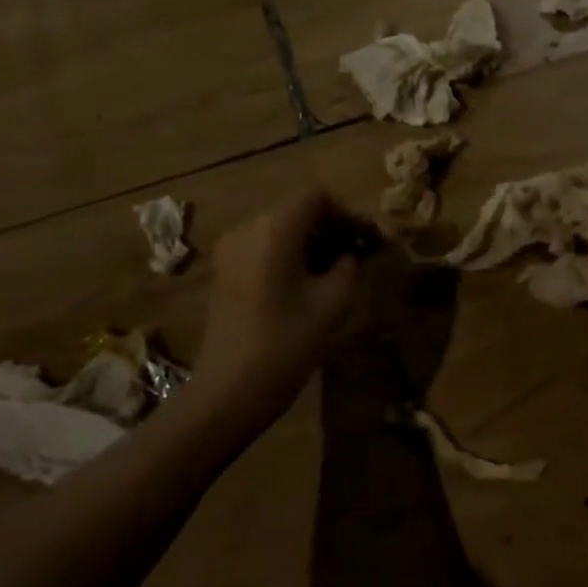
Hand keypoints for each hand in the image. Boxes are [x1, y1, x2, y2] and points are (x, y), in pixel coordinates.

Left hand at [193, 190, 361, 421]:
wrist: (229, 390)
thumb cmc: (286, 344)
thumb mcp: (333, 303)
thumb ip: (348, 266)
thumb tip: (351, 253)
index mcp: (275, 229)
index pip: (316, 196)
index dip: (345, 212)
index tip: (364, 240)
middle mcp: (247, 227)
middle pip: (296, 209)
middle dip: (328, 226)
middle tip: (354, 255)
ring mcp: (230, 248)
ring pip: (278, 227)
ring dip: (308, 240)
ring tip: (332, 271)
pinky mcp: (223, 269)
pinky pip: (261, 245)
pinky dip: (286, 253)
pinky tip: (303, 283)